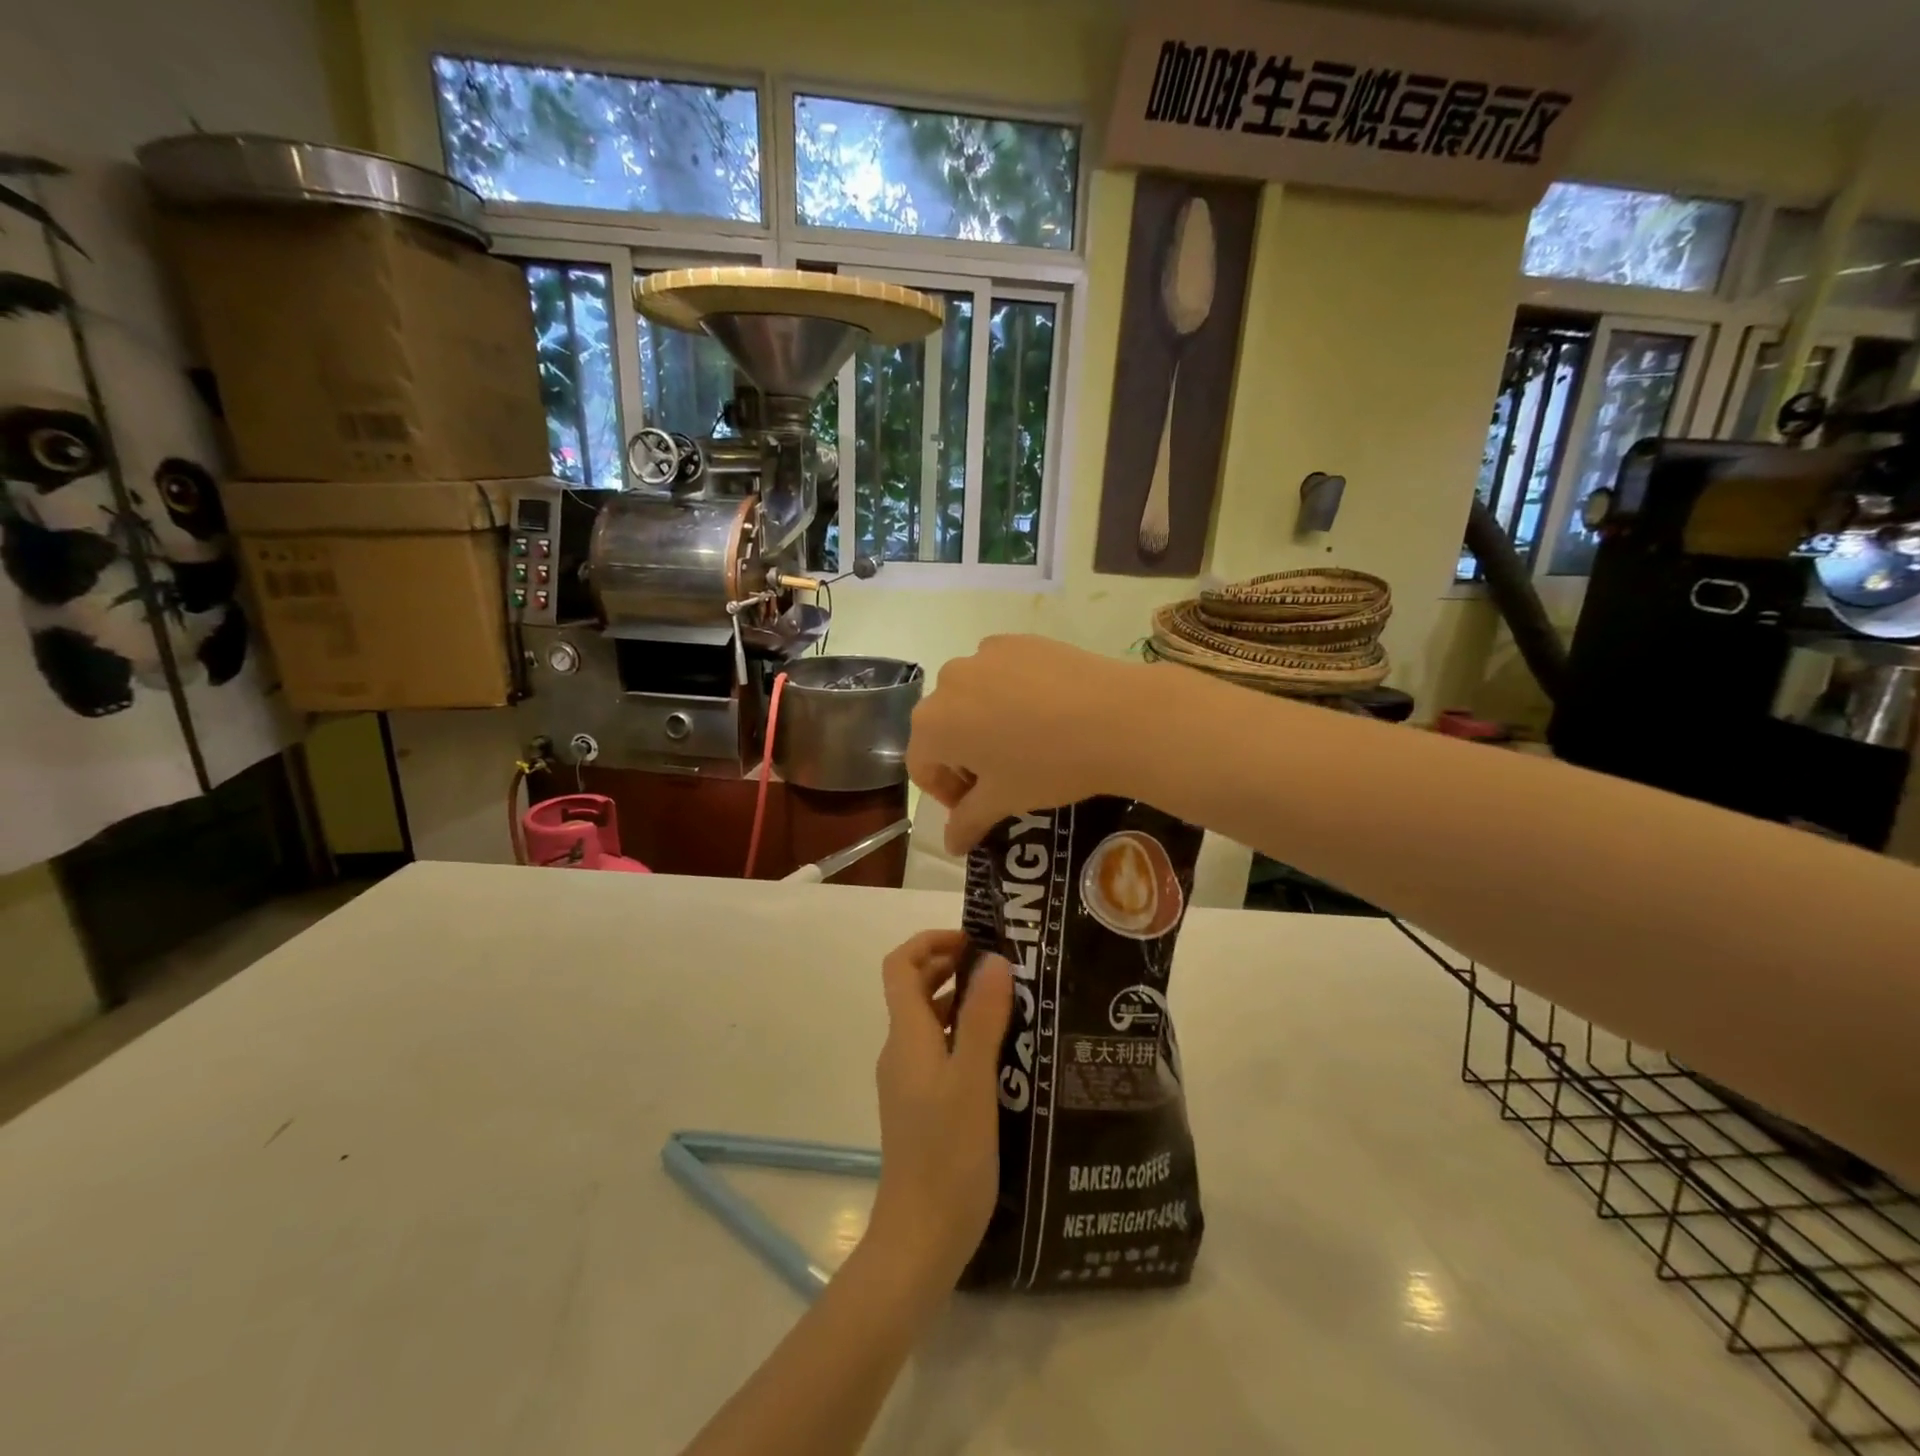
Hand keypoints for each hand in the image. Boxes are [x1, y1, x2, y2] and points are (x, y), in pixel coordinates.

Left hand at [867, 930, 1014, 1291]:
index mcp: (907, 1036)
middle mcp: (901, 1051)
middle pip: (913, 988)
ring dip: (960, 1000)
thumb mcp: (973, 1081)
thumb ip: (983, 1019)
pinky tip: (1001, 1053)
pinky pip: (938, 1051)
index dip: (930, 942)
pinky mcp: (921, 1106)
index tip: (973, 940)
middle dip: (950, 966)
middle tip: (1000, 966)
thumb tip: (993, 960)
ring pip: (928, 1021)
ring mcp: (908, 1080)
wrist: (920, 1239)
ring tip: (1009, 1002)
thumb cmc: (947, 1156)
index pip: (900, 966)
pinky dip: (963, 1035)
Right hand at [908, 635, 1144, 852]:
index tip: (977, 806)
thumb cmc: (1048, 765)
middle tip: (1001, 777)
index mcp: (933, 724)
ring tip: (1026, 741)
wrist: (1116, 717)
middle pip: (943, 727)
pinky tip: (1046, 711)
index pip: (922, 766)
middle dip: (963, 756)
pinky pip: (999, 672)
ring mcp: (983, 654)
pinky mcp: (1018, 640)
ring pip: (971, 696)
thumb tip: (950, 846)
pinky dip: (1009, 693)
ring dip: (984, 721)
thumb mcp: (1004, 800)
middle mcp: (947, 681)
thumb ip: (967, 821)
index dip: (946, 793)